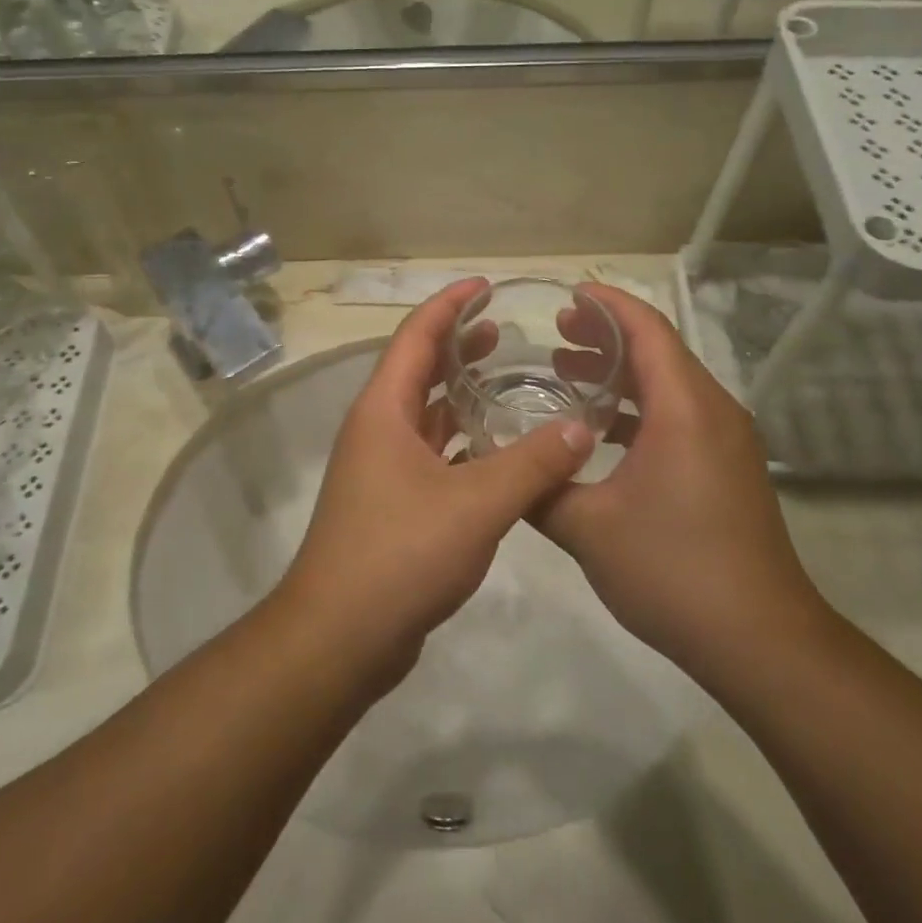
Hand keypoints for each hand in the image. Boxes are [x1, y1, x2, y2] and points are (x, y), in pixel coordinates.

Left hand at [276, 278, 595, 681]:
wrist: (340, 637)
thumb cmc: (400, 555)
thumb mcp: (476, 505)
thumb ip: (532, 465)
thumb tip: (582, 429)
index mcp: (384, 411)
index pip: (416, 337)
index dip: (450, 305)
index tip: (486, 286)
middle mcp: (378, 430)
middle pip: (417, 370)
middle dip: (457, 345)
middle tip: (504, 331)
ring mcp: (382, 469)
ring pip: (426, 415)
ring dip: (460, 395)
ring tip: (505, 381)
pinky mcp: (393, 504)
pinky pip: (433, 454)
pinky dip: (463, 441)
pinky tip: (498, 450)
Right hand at [536, 284, 832, 679]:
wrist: (759, 640)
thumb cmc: (672, 570)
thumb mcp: (587, 528)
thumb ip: (537, 487)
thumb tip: (498, 466)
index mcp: (684, 409)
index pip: (646, 329)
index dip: (606, 304)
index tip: (565, 295)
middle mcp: (712, 412)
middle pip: (659, 351)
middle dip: (607, 336)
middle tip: (555, 333)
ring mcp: (725, 441)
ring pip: (669, 385)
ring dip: (620, 374)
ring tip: (566, 371)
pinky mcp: (726, 468)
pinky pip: (679, 416)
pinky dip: (637, 409)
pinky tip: (599, 432)